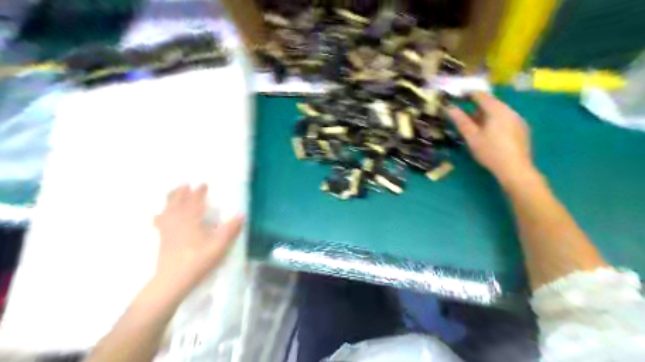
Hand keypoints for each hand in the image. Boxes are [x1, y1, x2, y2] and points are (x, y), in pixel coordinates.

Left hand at [153, 184, 243, 294]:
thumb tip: (241, 215)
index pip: (195, 200)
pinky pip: (159, 221)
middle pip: (178, 201)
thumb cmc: (198, 260)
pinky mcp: (162, 238)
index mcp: (192, 219)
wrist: (173, 279)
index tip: (204, 184)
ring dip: (171, 198)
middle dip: (182, 191)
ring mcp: (167, 229)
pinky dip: (160, 214)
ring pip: (167, 208)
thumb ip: (231, 229)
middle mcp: (178, 220)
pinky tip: (158, 215)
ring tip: (173, 192)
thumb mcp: (220, 245)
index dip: (199, 191)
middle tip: (186, 183)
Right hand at [450, 92, 534, 183]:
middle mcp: (509, 110)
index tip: (457, 97)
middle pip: (491, 103)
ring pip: (498, 111)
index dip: (467, 94)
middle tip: (463, 116)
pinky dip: (495, 121)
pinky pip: (505, 119)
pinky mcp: (522, 129)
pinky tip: (490, 134)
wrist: (515, 168)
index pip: (480, 95)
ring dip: (485, 115)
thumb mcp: (472, 136)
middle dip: (476, 107)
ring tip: (475, 127)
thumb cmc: (490, 151)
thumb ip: (461, 120)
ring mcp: (518, 119)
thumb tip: (449, 107)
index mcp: (496, 109)